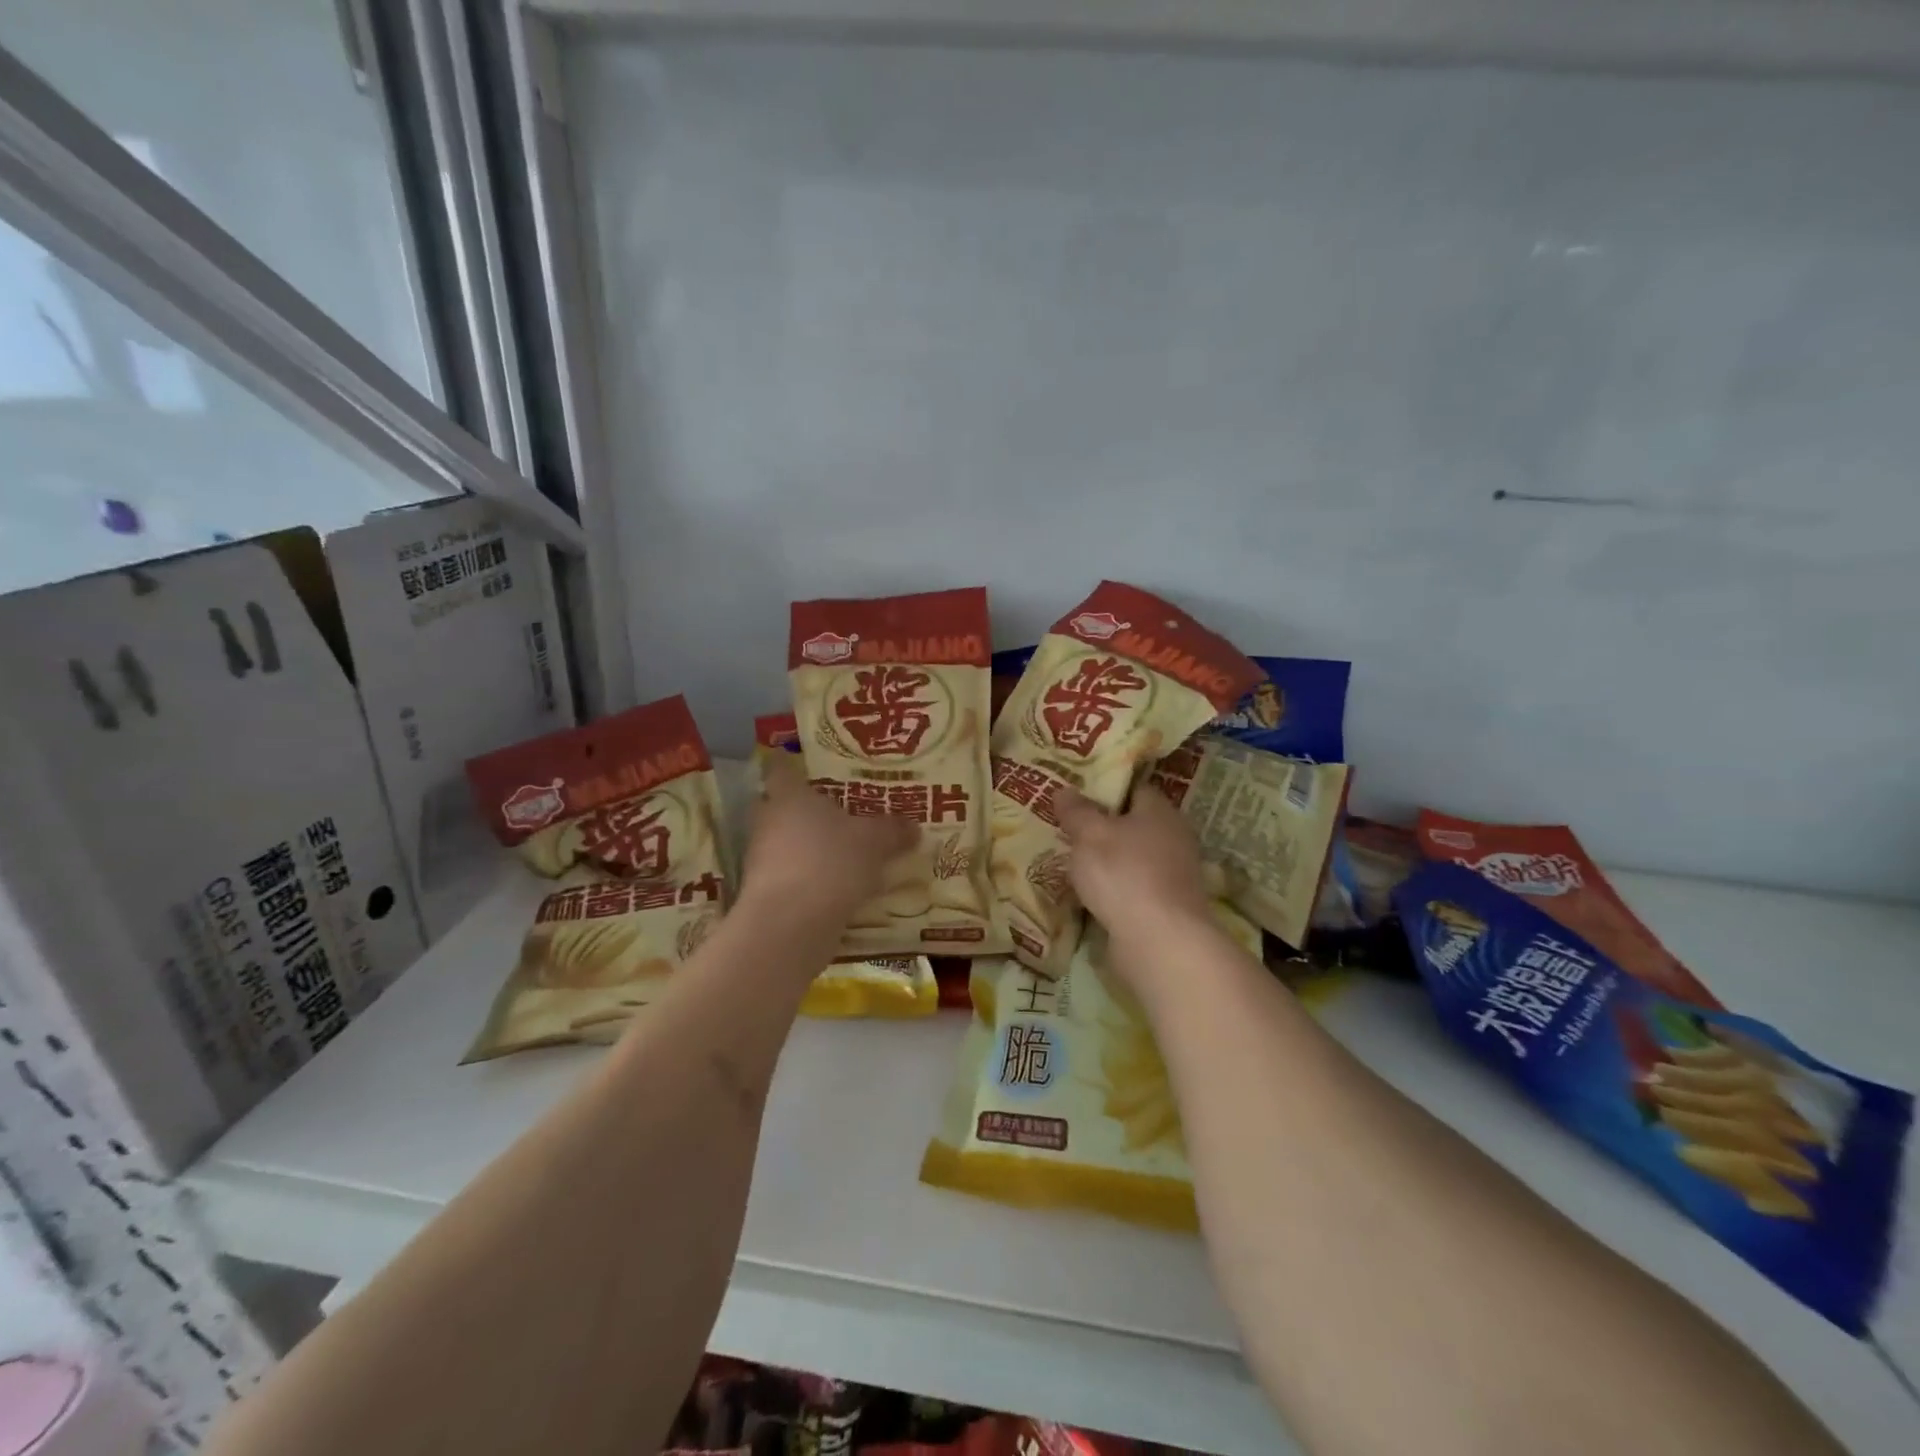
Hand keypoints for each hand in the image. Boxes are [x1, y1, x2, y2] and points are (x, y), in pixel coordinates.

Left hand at [741, 754, 915, 926]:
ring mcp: (762, 860)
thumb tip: (914, 826)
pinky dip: (811, 880)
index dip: (794, 766)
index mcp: (789, 795)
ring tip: (846, 855)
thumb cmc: (830, 862)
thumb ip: (893, 830)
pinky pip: (792, 877)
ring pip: (787, 844)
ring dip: (810, 849)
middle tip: (841, 814)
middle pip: (783, 808)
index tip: (810, 768)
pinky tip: (838, 889)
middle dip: (808, 811)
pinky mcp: (765, 894)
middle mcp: (769, 821)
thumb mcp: (874, 841)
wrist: (791, 925)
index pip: (782, 769)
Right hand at [1055, 782, 1212, 953]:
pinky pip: (1134, 889)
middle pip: (1134, 826)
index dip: (1104, 791)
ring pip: (1133, 859)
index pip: (1133, 789)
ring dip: (1108, 863)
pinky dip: (1115, 891)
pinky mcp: (1167, 908)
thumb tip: (1065, 790)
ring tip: (1072, 866)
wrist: (1161, 942)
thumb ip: (1076, 811)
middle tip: (1067, 832)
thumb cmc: (1124, 874)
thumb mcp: (1089, 835)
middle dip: (1103, 829)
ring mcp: (1174, 876)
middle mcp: (1174, 839)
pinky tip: (1091, 897)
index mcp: (1160, 811)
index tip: (1075, 799)